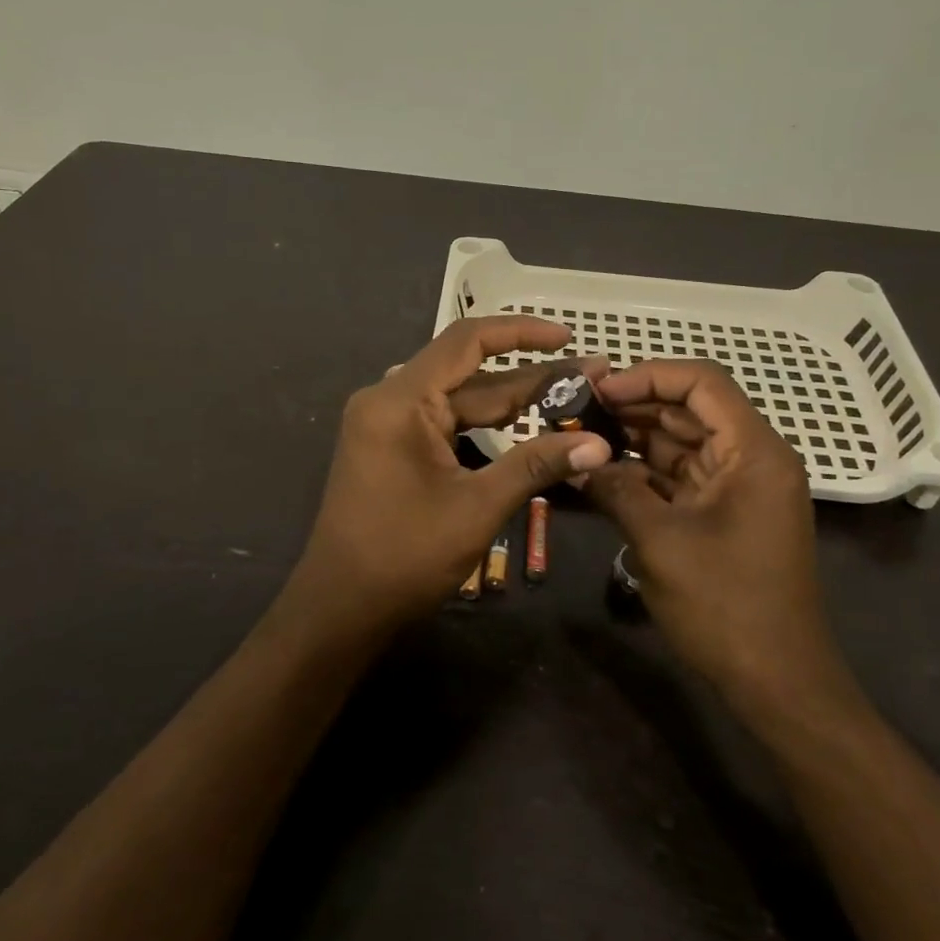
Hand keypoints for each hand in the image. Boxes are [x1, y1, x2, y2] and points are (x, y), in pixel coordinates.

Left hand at [281, 317, 611, 639]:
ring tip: (569, 399)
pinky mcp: (391, 446)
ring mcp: (387, 423)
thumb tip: (598, 444)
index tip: (568, 337)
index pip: (466, 341)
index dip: (521, 332)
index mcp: (400, 400)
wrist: (341, 608)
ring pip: (460, 400)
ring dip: (511, 402)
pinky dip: (484, 426)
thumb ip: (536, 466)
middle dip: (529, 376)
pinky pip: (445, 422)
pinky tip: (525, 426)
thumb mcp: (478, 507)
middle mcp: (389, 399)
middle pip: (468, 372)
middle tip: (590, 379)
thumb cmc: (404, 556)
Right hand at [584, 360, 855, 719]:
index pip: (702, 383)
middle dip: (633, 406)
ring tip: (579, 435)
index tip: (599, 389)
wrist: (776, 682)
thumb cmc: (726, 605)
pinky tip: (600, 472)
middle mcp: (750, 458)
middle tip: (576, 410)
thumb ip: (615, 489)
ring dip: (633, 438)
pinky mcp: (722, 514)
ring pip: (680, 442)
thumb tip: (574, 460)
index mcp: (753, 451)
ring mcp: (737, 488)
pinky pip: (679, 477)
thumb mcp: (660, 541)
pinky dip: (642, 472)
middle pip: (689, 409)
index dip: (648, 376)